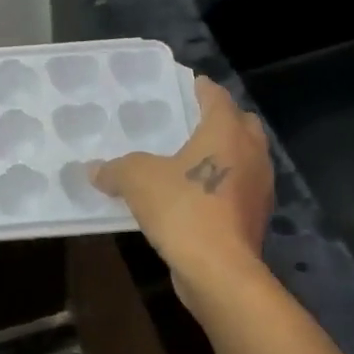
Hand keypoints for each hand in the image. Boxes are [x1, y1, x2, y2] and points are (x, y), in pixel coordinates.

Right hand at [91, 77, 273, 312]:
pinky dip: (223, 187)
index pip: (216, 97)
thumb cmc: (183, 209)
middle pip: (242, 124)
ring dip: (225, 155)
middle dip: (221, 120)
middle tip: (191, 123)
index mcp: (226, 131)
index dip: (201, 88)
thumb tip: (94, 169)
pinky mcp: (256, 218)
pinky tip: (197, 198)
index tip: (189, 83)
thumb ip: (116, 170)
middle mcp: (251, 153)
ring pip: (245, 159)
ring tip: (192, 162)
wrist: (219, 270)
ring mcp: (259, 188)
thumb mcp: (137, 181)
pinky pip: (239, 190)